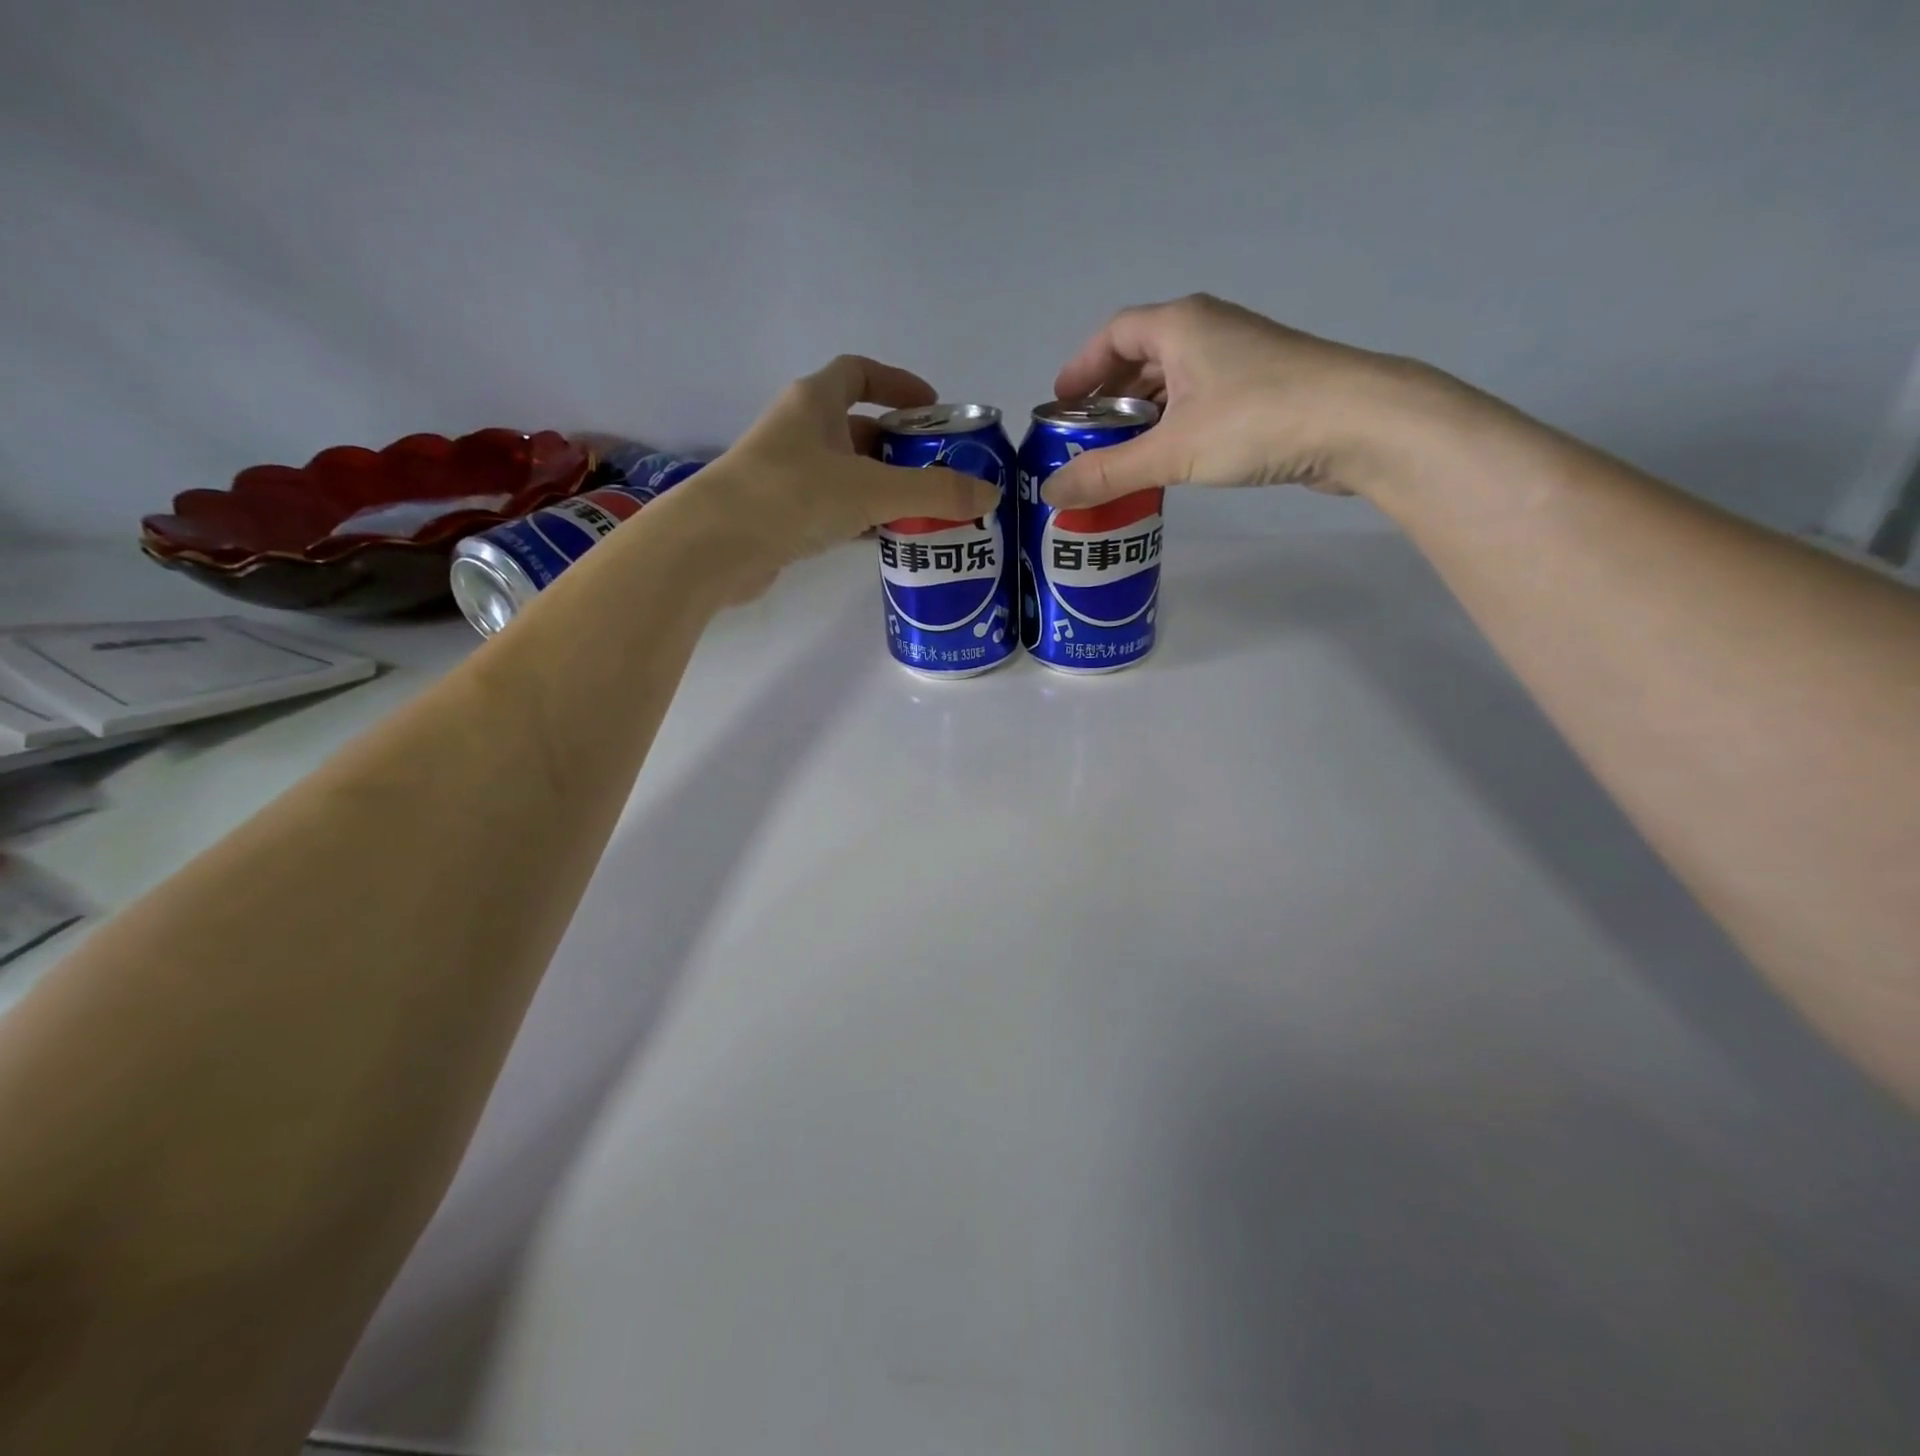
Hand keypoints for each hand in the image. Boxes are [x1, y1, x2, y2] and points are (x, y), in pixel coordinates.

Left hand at [682, 354, 999, 599]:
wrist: (715, 546)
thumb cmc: (792, 496)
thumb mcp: (871, 490)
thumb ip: (933, 492)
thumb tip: (988, 494)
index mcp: (815, 402)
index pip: (859, 373)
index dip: (898, 384)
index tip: (933, 408)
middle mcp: (799, 431)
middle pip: (859, 428)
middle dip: (900, 447)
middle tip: (940, 472)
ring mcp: (787, 474)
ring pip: (847, 473)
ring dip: (884, 488)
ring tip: (926, 511)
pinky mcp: (782, 515)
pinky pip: (833, 508)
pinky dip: (862, 519)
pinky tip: (887, 539)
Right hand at [1041, 293, 1458, 508]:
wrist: (1361, 423)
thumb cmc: (1257, 421)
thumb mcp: (1172, 451)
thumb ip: (1109, 473)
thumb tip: (1051, 492)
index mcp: (1180, 325)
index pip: (1114, 334)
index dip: (1081, 368)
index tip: (1059, 406)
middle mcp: (1208, 331)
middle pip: (1141, 357)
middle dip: (1108, 398)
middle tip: (1084, 441)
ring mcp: (1239, 359)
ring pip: (1172, 382)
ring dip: (1141, 416)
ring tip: (1118, 458)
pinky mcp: (1262, 389)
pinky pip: (1199, 401)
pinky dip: (1173, 426)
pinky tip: (1167, 461)